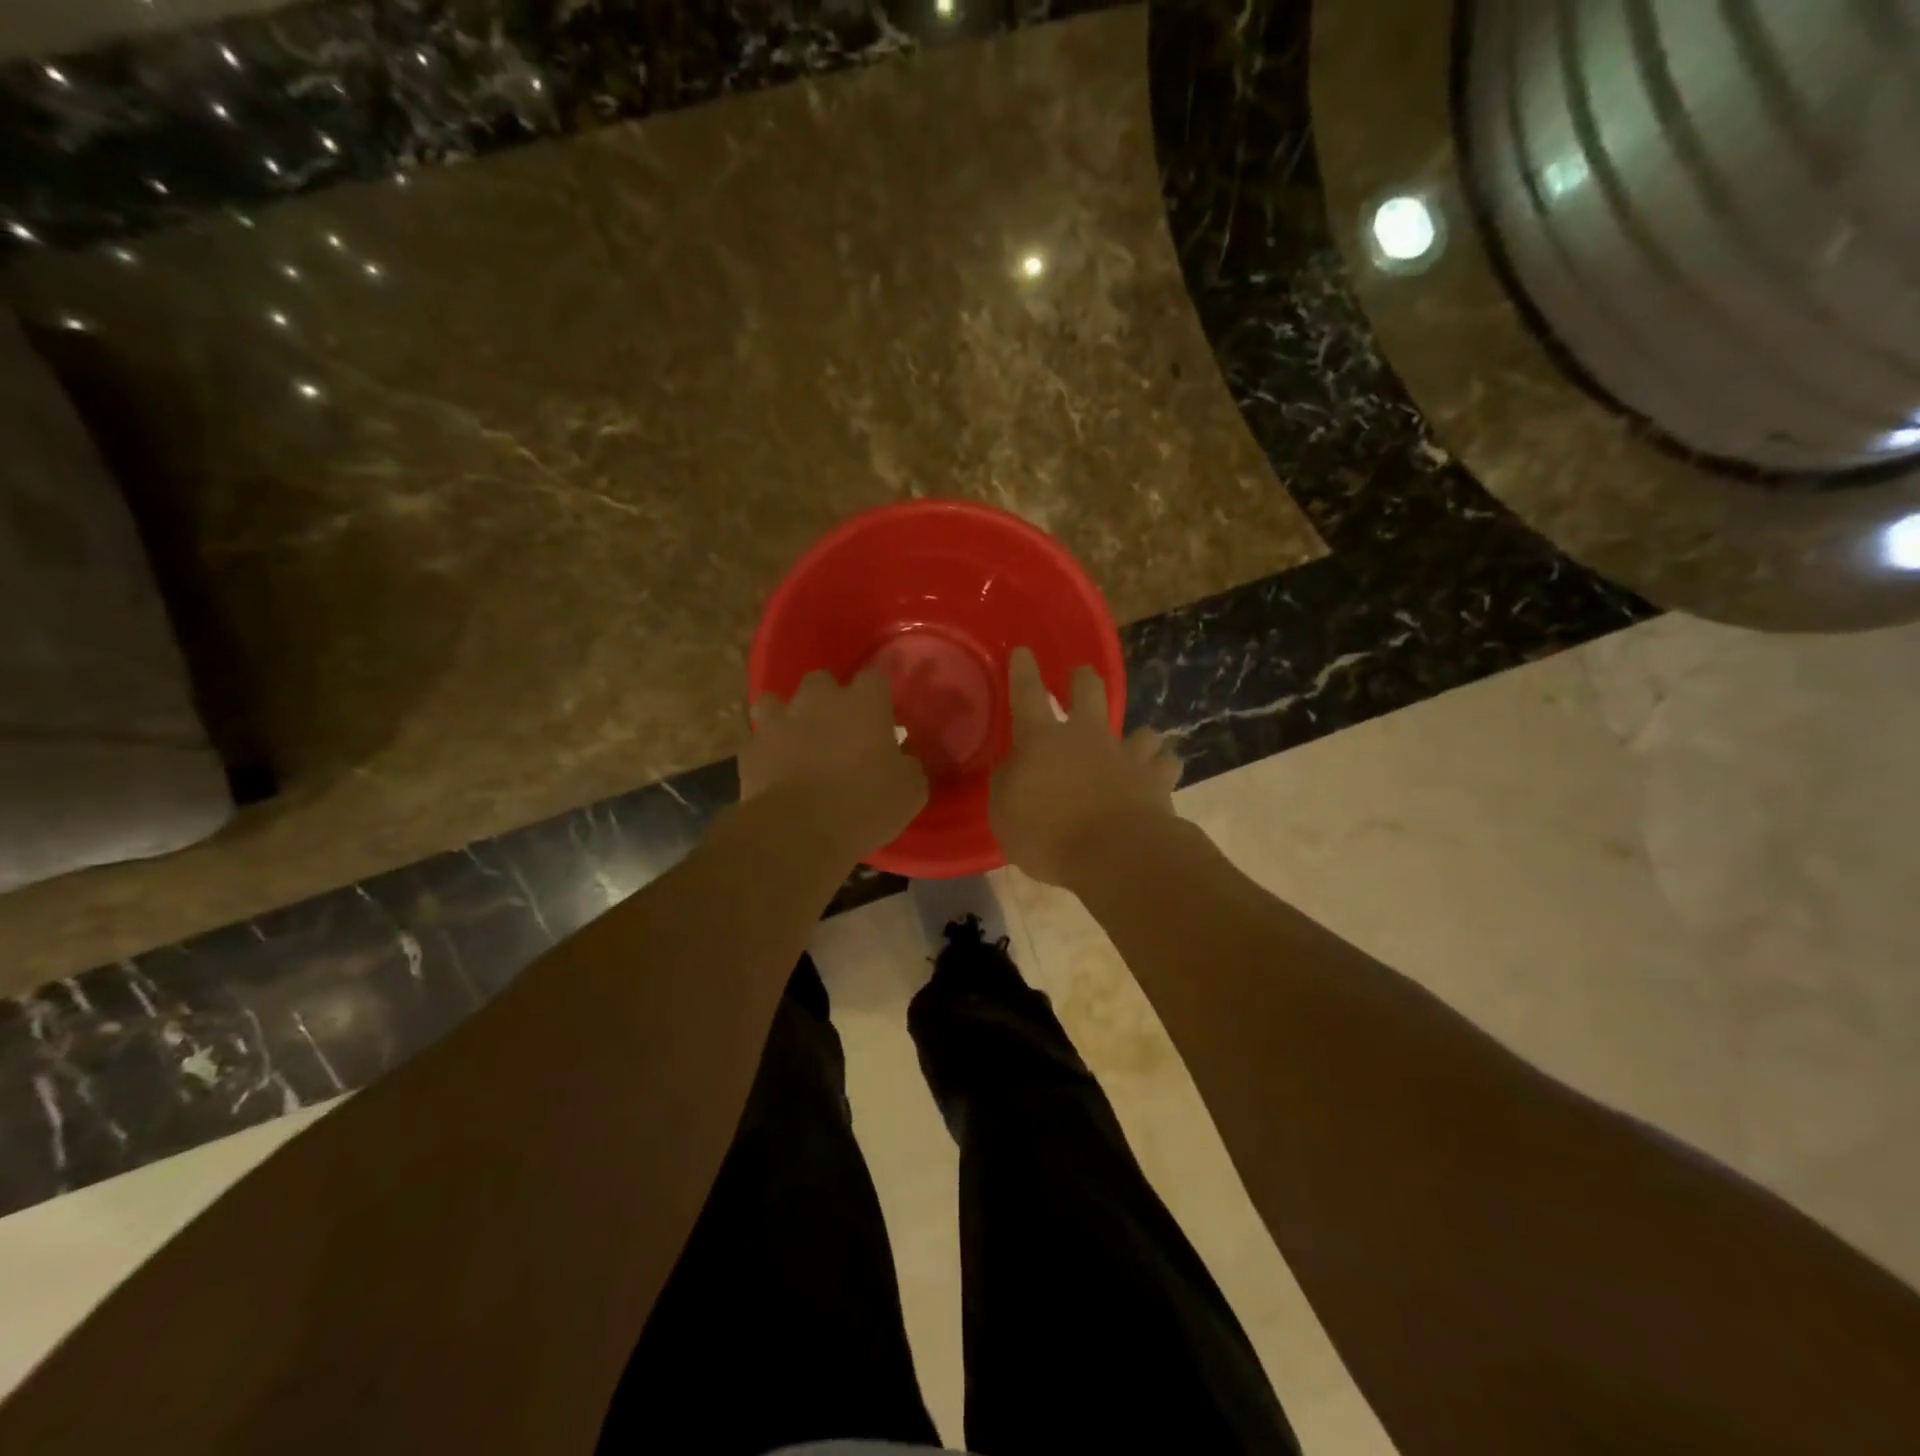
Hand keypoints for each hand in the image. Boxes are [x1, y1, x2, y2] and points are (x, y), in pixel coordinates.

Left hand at [742, 668, 928, 859]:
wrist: (799, 831)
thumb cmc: (866, 805)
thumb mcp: (910, 791)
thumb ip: (908, 765)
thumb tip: (903, 758)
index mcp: (864, 703)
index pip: (875, 679)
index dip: (877, 698)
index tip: (882, 720)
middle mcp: (820, 700)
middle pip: (823, 680)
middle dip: (828, 699)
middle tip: (838, 730)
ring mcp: (780, 720)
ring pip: (777, 701)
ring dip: (788, 717)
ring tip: (797, 743)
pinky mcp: (751, 747)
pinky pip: (758, 739)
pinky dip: (766, 750)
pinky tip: (773, 769)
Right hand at [991, 647, 1181, 885]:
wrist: (1113, 854)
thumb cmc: (1047, 835)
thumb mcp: (1005, 814)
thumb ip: (1008, 784)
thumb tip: (1016, 767)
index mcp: (1042, 740)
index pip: (1027, 694)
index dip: (1023, 671)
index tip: (1024, 652)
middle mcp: (1086, 736)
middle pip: (1090, 691)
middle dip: (1083, 678)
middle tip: (1081, 676)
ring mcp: (1126, 754)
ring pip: (1142, 729)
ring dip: (1138, 736)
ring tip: (1137, 745)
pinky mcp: (1157, 778)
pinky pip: (1167, 763)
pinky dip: (1163, 767)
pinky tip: (1160, 774)